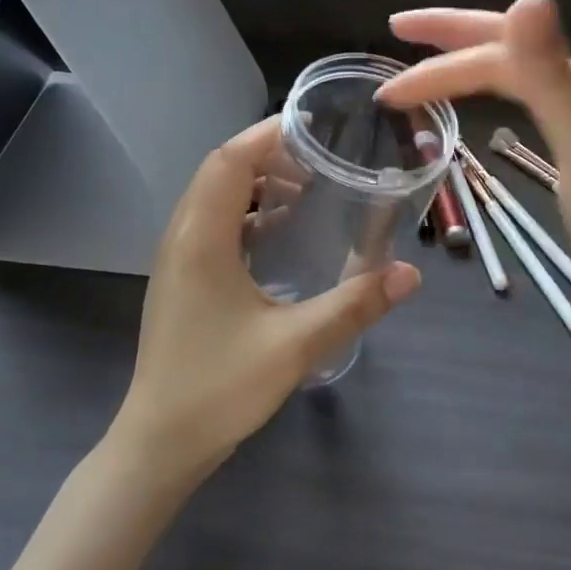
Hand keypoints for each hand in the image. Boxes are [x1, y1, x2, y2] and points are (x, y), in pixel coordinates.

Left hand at [112, 117, 420, 481]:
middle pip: (221, 170)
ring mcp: (178, 257)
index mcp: (201, 238)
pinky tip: (281, 232)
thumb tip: (411, 274)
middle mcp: (182, 236)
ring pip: (215, 196)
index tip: (314, 126)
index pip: (230, 160)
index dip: (268, 134)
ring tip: (306, 189)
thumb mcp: (295, 346)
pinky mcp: (183, 277)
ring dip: (257, 183)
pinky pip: (214, 223)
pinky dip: (248, 213)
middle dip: (269, 154)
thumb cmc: (219, 389)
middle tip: (320, 158)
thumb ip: (354, 305)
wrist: (159, 443)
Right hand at [377, 0, 570, 371]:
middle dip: (450, 39)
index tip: (388, 93)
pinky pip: (526, 109)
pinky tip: (481, 107)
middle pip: (510, 50)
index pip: (500, 58)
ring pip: (516, 78)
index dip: (440, 67)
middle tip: (397, 30)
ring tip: (424, 68)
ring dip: (467, 67)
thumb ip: (553, 77)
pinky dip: (490, 100)